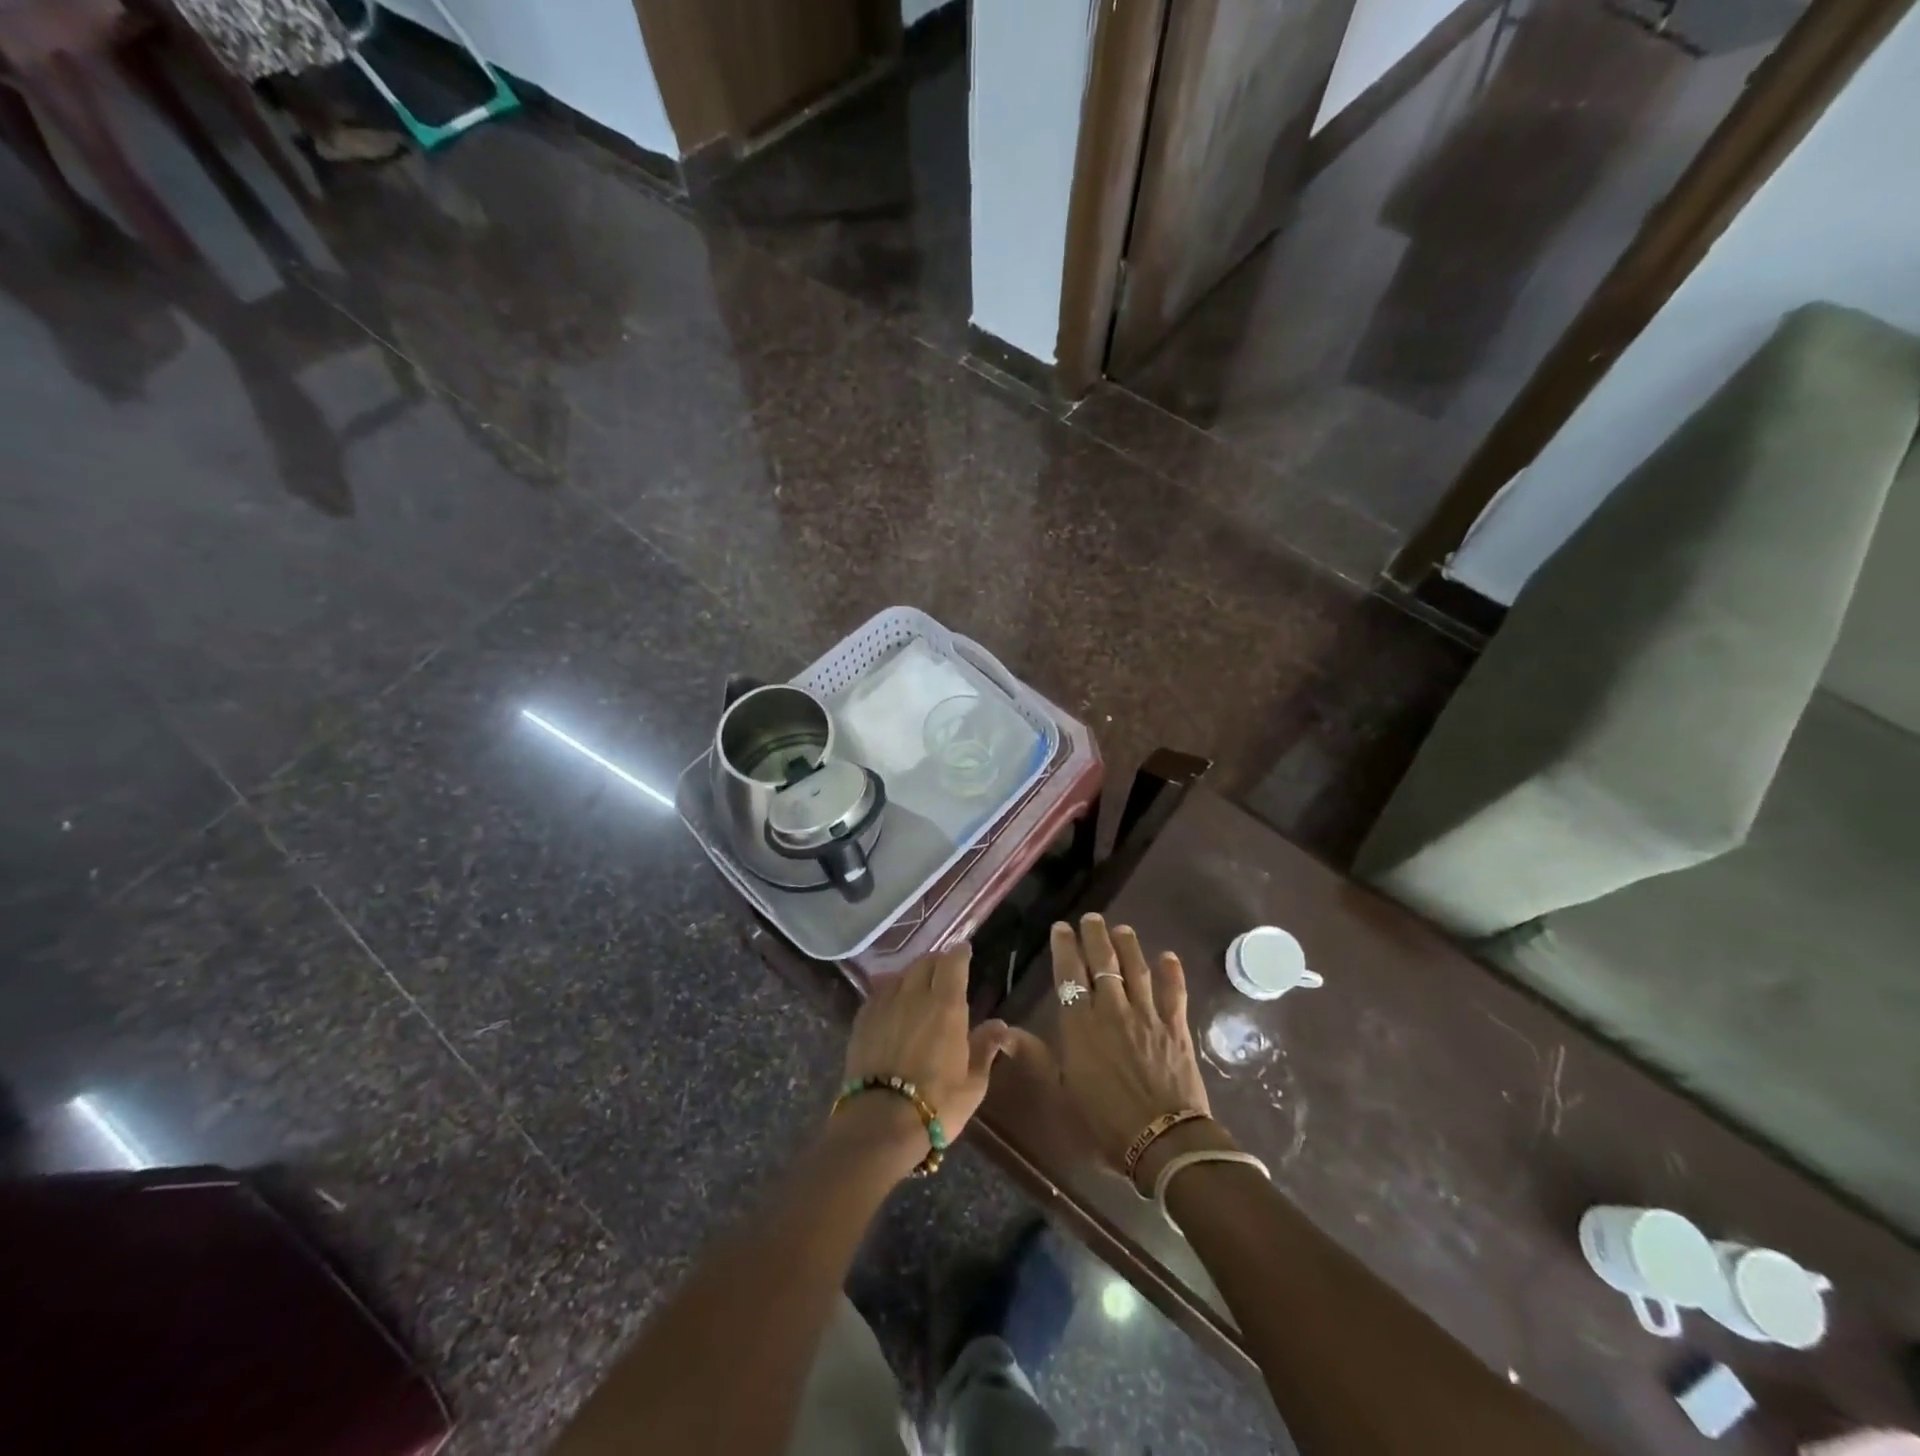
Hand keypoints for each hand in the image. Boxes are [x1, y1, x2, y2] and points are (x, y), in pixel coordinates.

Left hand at [840, 944, 1011, 1174]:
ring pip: (900, 974)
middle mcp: (914, 995)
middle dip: (937, 961)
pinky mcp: (862, 1019)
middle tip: (944, 970)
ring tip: (918, 985)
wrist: (880, 1123)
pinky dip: (891, 990)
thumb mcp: (973, 1083)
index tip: (965, 950)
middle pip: (924, 962)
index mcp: (946, 1005)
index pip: (952, 963)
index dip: (960, 953)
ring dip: (912, 974)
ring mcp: (884, 1004)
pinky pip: (879, 993)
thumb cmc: (937, 1104)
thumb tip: (999, 1025)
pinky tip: (893, 1003)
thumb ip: (984, 1048)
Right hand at [1044, 915, 1217, 1189]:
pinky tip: (1168, 956)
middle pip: (1103, 963)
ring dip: (1129, 946)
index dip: (1064, 948)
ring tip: (1122, 929)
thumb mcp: (1060, 1093)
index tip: (1061, 927)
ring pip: (1137, 970)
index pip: (1069, 975)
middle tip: (1092, 918)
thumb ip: (1035, 1057)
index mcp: (1080, 1025)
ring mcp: (1147, 1016)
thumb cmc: (1105, 1123)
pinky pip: (1174, 993)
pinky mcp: (1176, 1028)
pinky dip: (1172, 973)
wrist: (1164, 1142)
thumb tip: (1003, 1031)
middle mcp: (1112, 1011)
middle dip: (1096, 937)